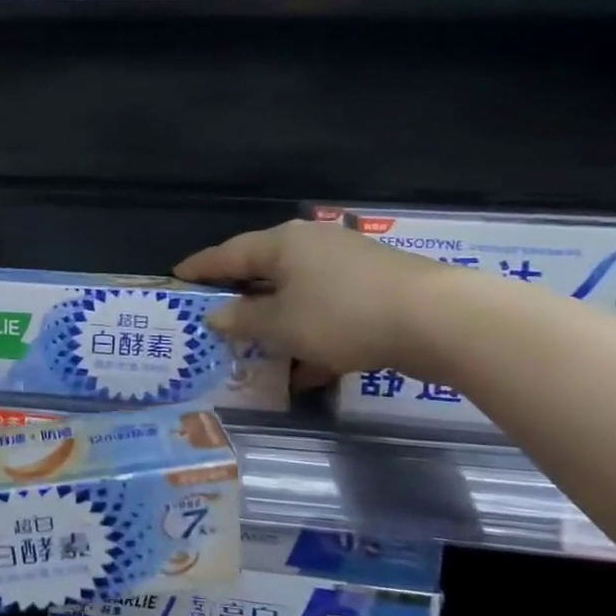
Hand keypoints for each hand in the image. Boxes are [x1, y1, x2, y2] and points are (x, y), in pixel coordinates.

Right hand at [176, 219, 448, 388]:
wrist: (439, 320)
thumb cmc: (342, 316)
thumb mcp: (282, 325)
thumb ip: (243, 320)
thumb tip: (216, 315)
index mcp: (282, 244)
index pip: (228, 254)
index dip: (200, 268)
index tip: (176, 276)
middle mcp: (312, 246)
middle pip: (264, 270)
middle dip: (241, 297)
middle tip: (214, 314)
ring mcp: (347, 266)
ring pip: (297, 294)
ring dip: (277, 323)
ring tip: (257, 350)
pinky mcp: (375, 289)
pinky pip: (327, 311)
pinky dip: (311, 335)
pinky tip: (307, 371)